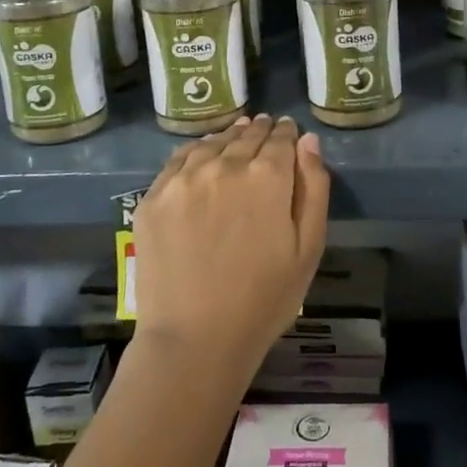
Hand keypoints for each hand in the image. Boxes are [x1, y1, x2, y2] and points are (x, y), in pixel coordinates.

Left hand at [132, 115, 330, 378]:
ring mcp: (183, 179)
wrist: (194, 339)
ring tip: (237, 135)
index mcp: (267, 177)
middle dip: (260, 131)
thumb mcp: (308, 248)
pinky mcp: (153, 197)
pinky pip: (178, 160)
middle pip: (246, 136)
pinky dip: (196, 151)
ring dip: (229, 137)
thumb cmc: (264, 299)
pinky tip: (202, 155)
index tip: (288, 130)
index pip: (280, 139)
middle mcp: (224, 165)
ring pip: (212, 143)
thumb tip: (308, 141)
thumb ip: (313, 188)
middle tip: (265, 127)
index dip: (287, 132)